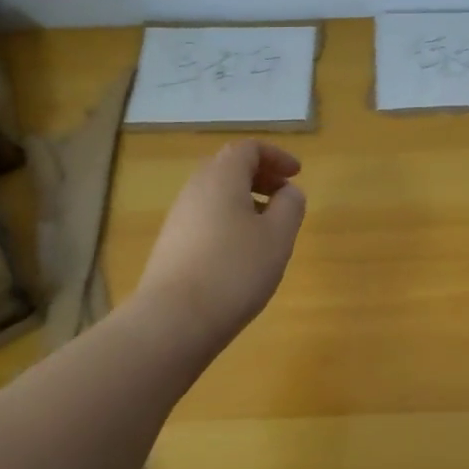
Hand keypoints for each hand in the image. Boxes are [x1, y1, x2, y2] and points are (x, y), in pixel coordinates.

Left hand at [135, 140, 306, 342]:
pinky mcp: (172, 245)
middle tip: (284, 196)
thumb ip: (290, 206)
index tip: (297, 174)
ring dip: (245, 200)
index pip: (248, 149)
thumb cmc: (235, 270)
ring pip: (216, 194)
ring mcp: (178, 218)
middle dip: (260, 176)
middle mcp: (195, 189)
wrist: (174, 319)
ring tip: (268, 228)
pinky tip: (242, 252)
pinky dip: (229, 220)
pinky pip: (205, 218)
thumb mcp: (278, 236)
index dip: (276, 156)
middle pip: (228, 167)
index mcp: (222, 177)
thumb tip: (289, 192)